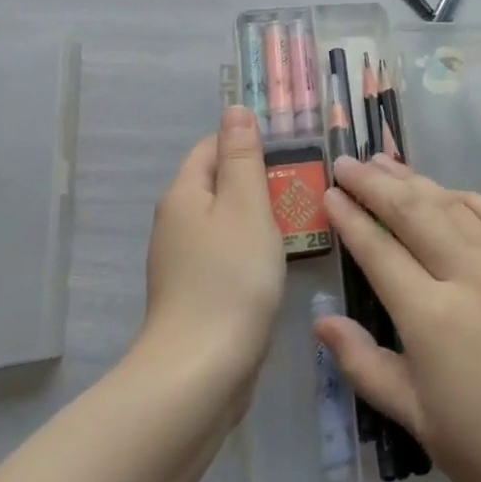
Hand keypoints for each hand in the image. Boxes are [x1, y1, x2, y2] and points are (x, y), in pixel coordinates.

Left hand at [140, 106, 285, 382]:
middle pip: (220, 183)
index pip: (212, 146)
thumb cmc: (231, 277)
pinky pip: (228, 253)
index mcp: (184, 195)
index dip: (248, 141)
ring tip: (301, 219)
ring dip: (261, 216)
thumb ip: (243, 157)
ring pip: (227, 220)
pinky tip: (279, 260)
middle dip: (260, 179)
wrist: (202, 372)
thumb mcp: (246, 205)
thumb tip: (235, 109)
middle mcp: (176, 223)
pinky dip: (253, 249)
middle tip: (304, 185)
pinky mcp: (197, 293)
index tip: (291, 150)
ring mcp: (184, 262)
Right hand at [314, 155, 480, 481]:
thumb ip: (366, 365)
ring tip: (386, 163)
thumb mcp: (418, 419)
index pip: (380, 252)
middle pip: (414, 213)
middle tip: (347, 163)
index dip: (351, 219)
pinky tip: (450, 192)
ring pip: (454, 205)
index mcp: (432, 317)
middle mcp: (469, 276)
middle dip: (376, 184)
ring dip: (417, 180)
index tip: (329, 193)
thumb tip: (322, 324)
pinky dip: (467, 197)